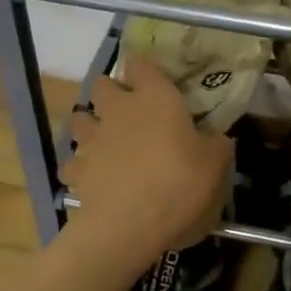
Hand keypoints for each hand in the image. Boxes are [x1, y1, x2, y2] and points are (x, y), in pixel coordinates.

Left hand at [60, 59, 233, 269]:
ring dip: (89, 126)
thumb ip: (216, 145)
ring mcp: (92, 139)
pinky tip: (93, 178)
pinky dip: (80, 167)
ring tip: (104, 142)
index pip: (141, 64)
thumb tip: (218, 139)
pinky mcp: (76, 170)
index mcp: (155, 98)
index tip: (152, 81)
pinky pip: (72, 162)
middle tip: (127, 112)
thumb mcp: (215, 165)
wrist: (131, 225)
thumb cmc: (180, 184)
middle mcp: (118, 110)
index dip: (143, 70)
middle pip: (101, 84)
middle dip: (110, 94)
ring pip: (79, 119)